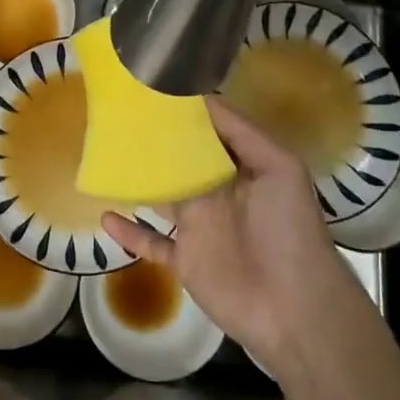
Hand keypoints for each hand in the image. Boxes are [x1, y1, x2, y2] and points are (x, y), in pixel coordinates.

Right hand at [101, 98, 368, 376]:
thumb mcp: (280, 169)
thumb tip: (202, 97)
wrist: (295, 309)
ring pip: (161, 197)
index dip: (184, 112)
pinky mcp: (185, 261)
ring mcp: (200, 227)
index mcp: (240, 168)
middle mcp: (218, 193)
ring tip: (104, 157)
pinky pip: (151, 244)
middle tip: (117, 116)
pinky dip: (129, 232)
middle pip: (180, 161)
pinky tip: (105, 216)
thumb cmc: (290, 230)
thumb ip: (242, 133)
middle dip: (154, 142)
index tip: (152, 89)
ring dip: (137, 181)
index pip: (209, 133)